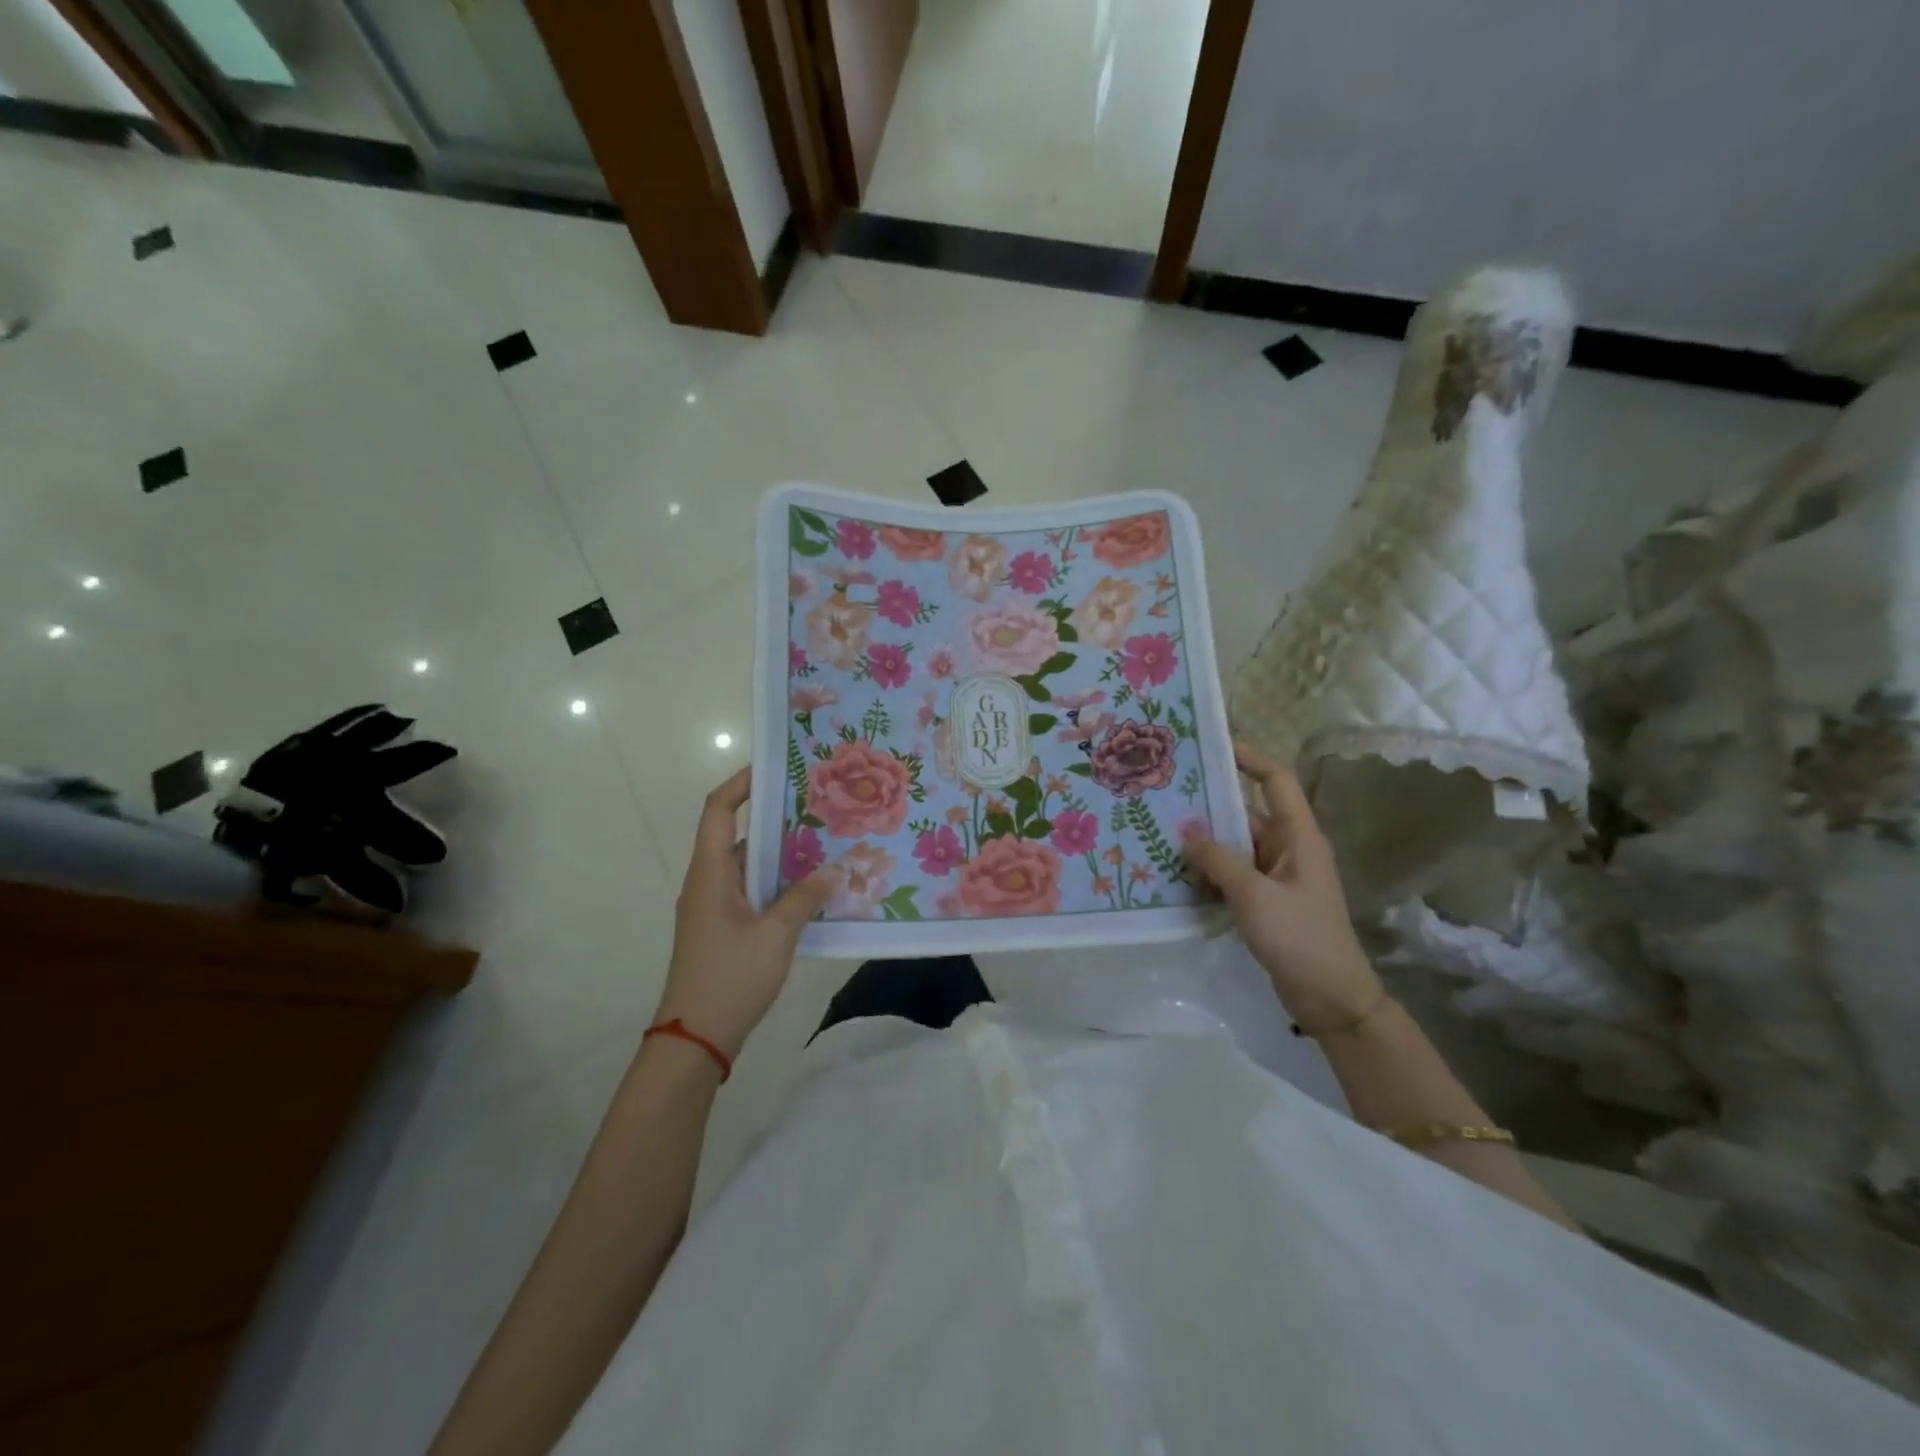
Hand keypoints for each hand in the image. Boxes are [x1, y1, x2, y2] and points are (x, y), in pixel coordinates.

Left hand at [654, 767, 833, 1060]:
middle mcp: (707, 882)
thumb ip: (803, 898)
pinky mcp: (722, 929)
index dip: (741, 783)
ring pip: (748, 867)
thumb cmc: (730, 978)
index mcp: (710, 873)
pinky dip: (777, 884)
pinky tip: (811, 890)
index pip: (718, 811)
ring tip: (823, 843)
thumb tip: (831, 870)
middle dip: (774, 818)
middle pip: (737, 835)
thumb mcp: (775, 935)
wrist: (695, 1039)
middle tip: (817, 807)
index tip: (774, 768)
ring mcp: (713, 907)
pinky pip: (751, 892)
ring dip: (780, 855)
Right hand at [1190, 744, 1383, 1033]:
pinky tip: (1177, 877)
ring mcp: (1277, 876)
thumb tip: (1186, 830)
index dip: (1249, 758)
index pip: (1275, 781)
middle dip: (1208, 809)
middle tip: (1164, 798)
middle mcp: (1288, 848)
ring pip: (1235, 847)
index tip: (1212, 746)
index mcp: (1298, 836)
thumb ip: (1218, 859)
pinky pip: (1233, 874)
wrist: (1331, 998)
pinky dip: (1210, 873)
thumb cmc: (1299, 937)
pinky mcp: (1267, 900)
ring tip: (1160, 837)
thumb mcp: (1254, 895)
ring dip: (1204, 846)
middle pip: (1245, 815)